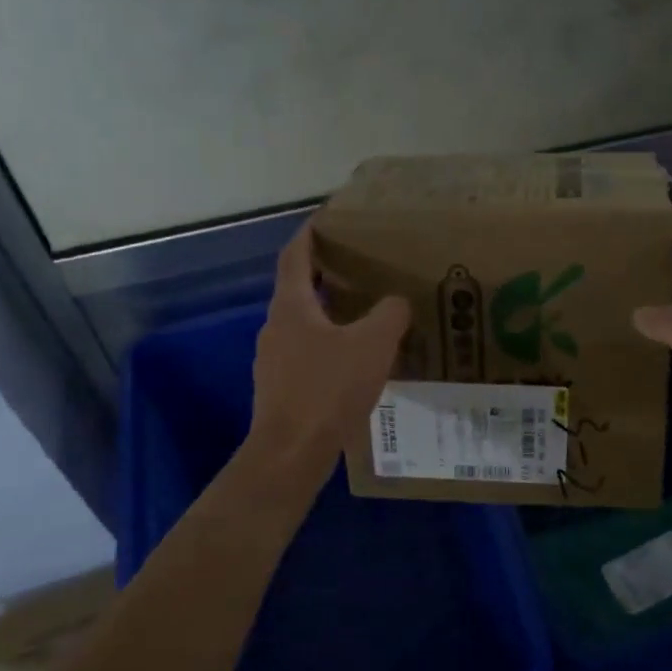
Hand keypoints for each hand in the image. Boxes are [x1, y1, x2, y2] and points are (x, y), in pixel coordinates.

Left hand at [247, 217, 410, 482]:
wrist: (291, 452)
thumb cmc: (328, 389)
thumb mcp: (373, 344)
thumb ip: (390, 314)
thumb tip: (397, 301)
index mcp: (292, 305)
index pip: (295, 255)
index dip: (309, 233)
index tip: (327, 218)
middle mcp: (276, 326)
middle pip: (297, 288)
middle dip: (325, 274)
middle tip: (358, 266)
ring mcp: (273, 359)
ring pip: (302, 323)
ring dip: (328, 312)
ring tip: (362, 313)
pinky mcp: (280, 388)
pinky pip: (305, 353)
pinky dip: (327, 345)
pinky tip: (353, 361)